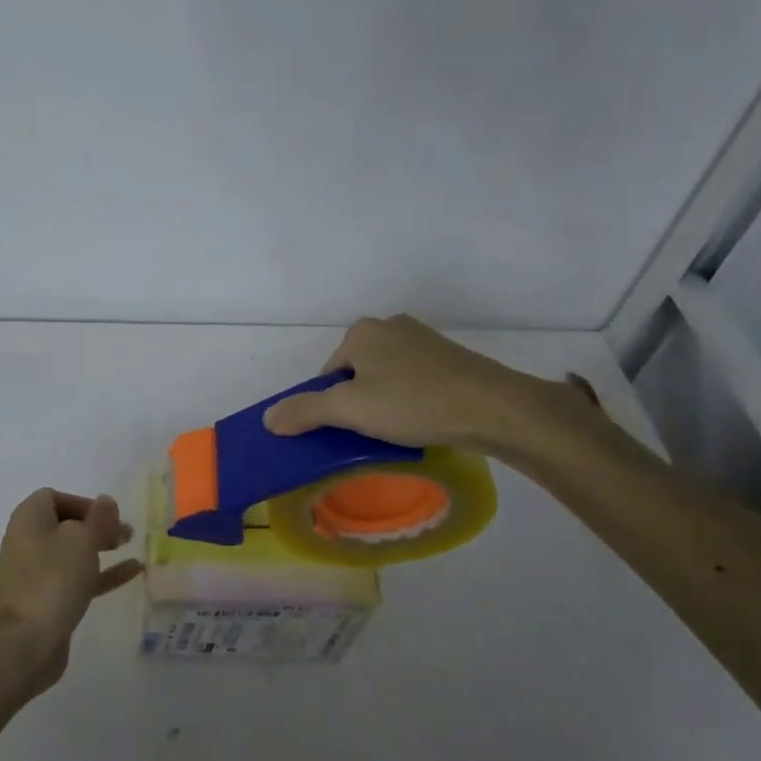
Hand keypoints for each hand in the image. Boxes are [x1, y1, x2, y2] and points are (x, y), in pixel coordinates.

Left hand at [0, 489, 142, 695]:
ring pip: (74, 553)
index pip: (55, 497)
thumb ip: (99, 519)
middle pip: (66, 524)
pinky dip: (103, 574)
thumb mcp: (81, 540)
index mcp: (30, 519)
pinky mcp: (49, 601)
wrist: (22, 644)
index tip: (108, 515)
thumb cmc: (51, 580)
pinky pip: (79, 579)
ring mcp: (38, 574)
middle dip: (97, 525)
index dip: (83, 502)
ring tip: (132, 546)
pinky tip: (134, 572)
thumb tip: (106, 501)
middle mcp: (29, 542)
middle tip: (125, 532)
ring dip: (102, 547)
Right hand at [262, 314, 594, 460]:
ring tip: (401, 431)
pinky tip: (424, 421)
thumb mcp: (350, 410)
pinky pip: (414, 380)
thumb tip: (267, 418)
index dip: (330, 407)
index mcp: (362, 332)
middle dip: (359, 404)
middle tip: (372, 434)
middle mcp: (390, 326)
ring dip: (386, 403)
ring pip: (386, 378)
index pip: (328, 374)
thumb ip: (305, 411)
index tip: (347, 432)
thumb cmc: (413, 403)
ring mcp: (423, 339)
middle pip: (356, 374)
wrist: (493, 408)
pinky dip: (412, 401)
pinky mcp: (450, 357)